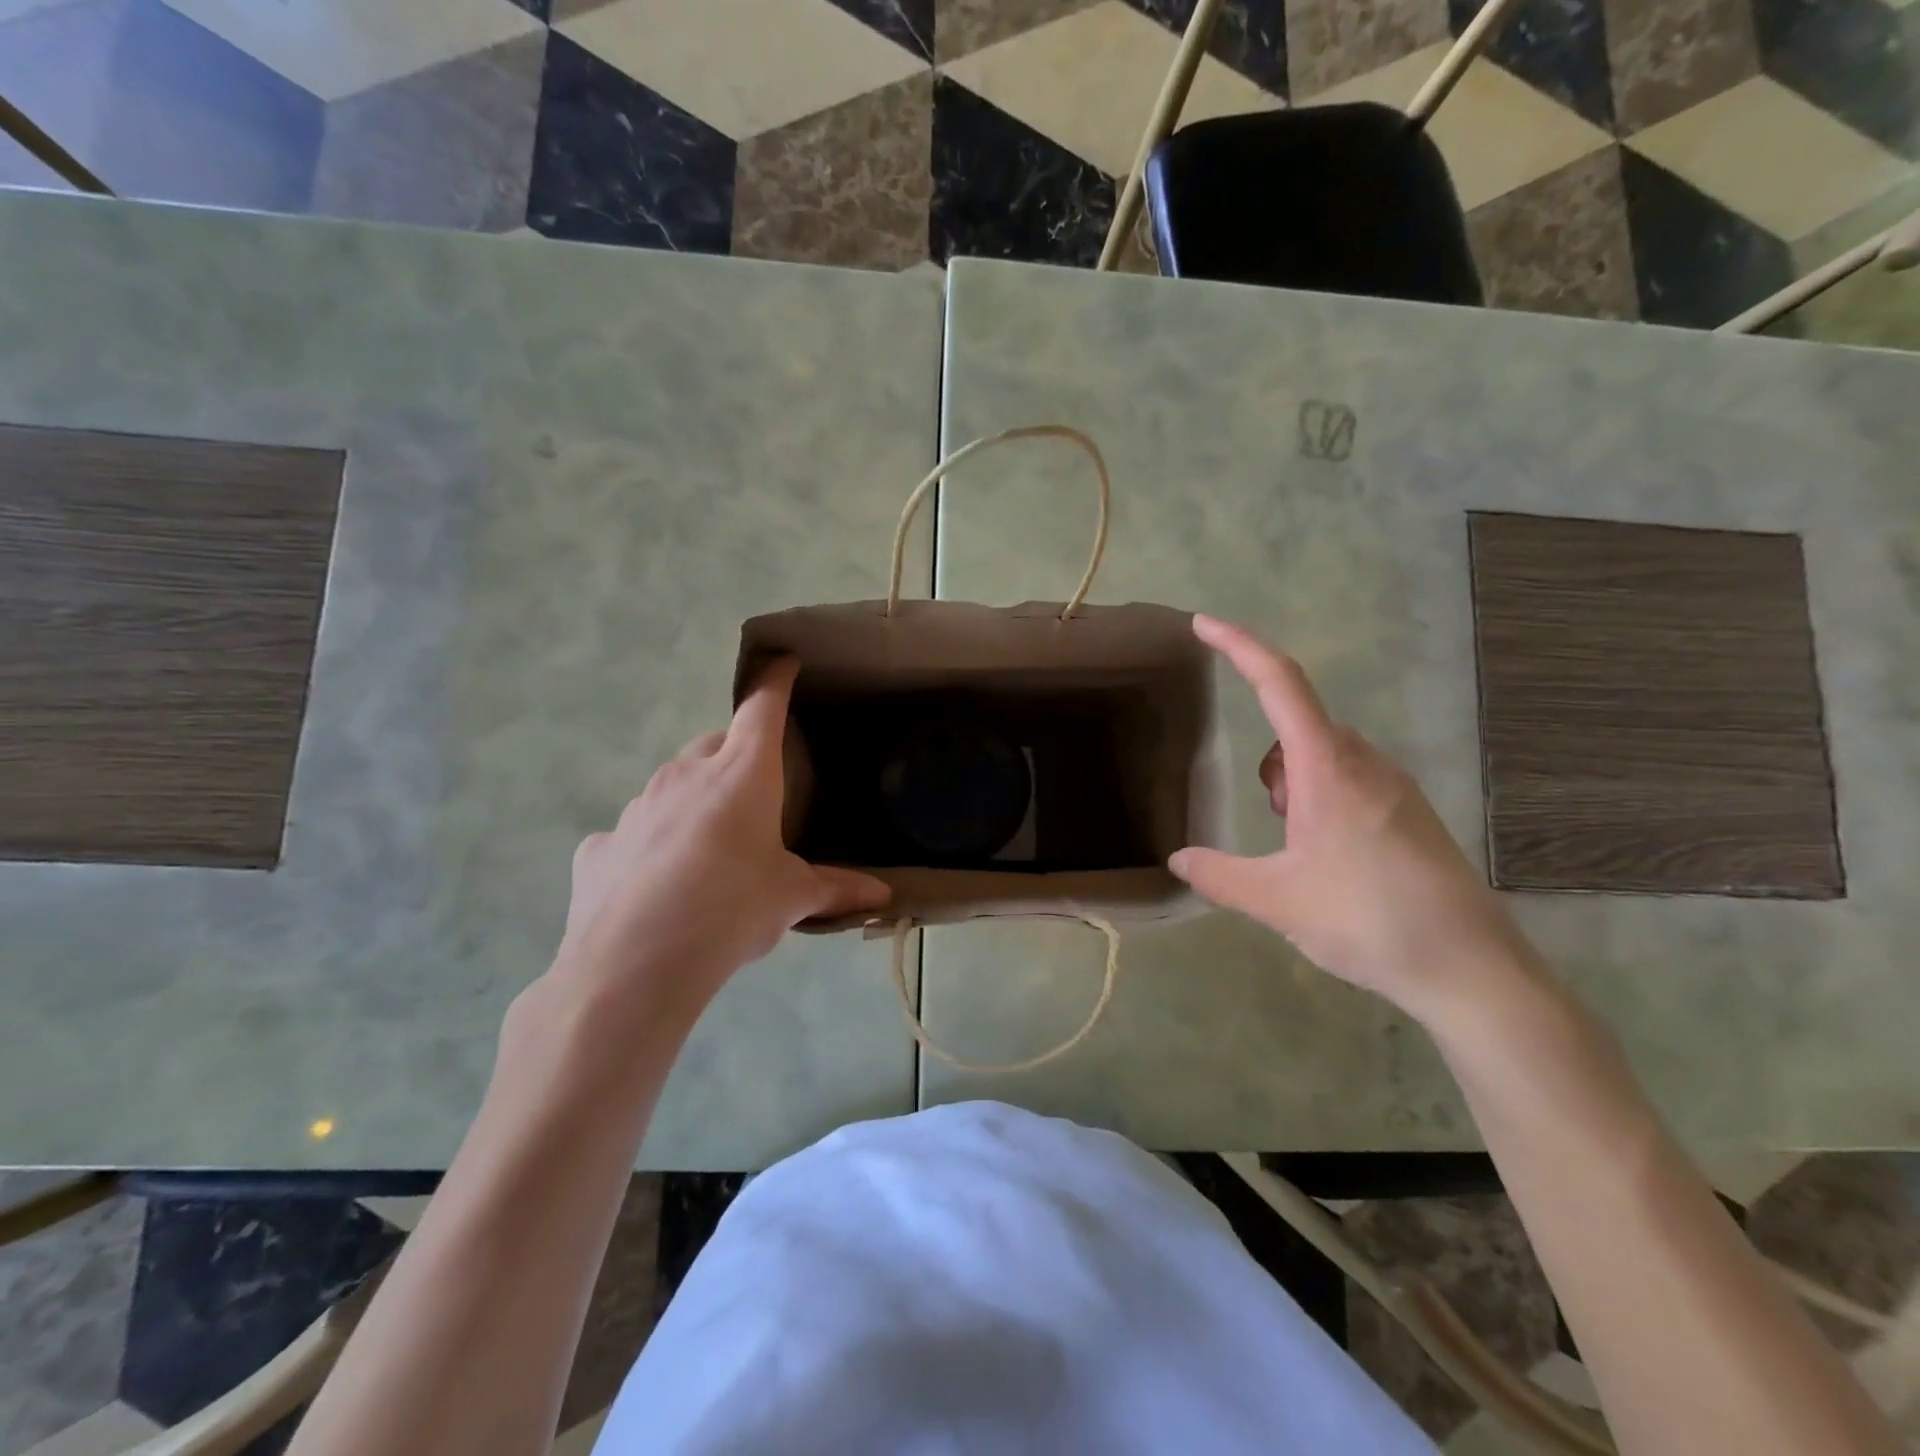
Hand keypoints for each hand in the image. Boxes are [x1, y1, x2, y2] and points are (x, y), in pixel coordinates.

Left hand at [552, 658, 890, 1028]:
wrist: (635, 964)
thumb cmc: (731, 910)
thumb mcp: (791, 898)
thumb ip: (836, 888)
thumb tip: (884, 897)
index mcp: (741, 774)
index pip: (762, 707)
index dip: (776, 681)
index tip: (784, 662)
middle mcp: (685, 775)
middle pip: (715, 744)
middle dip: (735, 755)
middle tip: (754, 795)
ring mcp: (636, 807)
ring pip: (672, 786)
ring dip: (693, 801)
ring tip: (709, 849)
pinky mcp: (600, 846)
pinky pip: (634, 833)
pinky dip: (651, 845)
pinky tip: (658, 885)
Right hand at [1170, 615, 1536, 1027]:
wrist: (1470, 968)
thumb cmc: (1367, 920)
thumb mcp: (1276, 900)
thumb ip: (1219, 875)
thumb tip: (1179, 859)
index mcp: (1328, 769)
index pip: (1279, 684)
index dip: (1239, 647)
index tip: (1203, 625)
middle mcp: (1365, 763)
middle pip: (1300, 725)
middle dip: (1271, 763)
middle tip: (1272, 823)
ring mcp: (1395, 786)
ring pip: (1326, 754)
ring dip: (1296, 782)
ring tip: (1300, 848)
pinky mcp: (1411, 813)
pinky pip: (1352, 778)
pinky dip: (1324, 798)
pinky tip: (1332, 858)